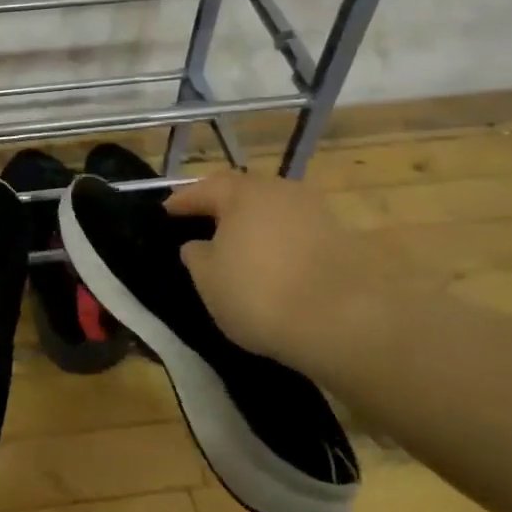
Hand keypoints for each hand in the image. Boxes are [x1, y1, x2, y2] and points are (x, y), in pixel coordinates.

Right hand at [166, 170, 400, 371]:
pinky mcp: (341, 239)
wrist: (345, 322)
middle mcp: (281, 191)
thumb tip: (199, 245)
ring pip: (273, 211)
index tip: (167, 211)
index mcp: (243, 192)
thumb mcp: (208, 279)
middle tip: (202, 223)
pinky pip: (295, 233)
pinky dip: (279, 243)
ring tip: (238, 246)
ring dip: (254, 225)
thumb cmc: (260, 293)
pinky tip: (272, 264)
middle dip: (222, 206)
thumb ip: (196, 255)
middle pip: (243, 193)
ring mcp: (315, 212)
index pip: (203, 189)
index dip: (183, 201)